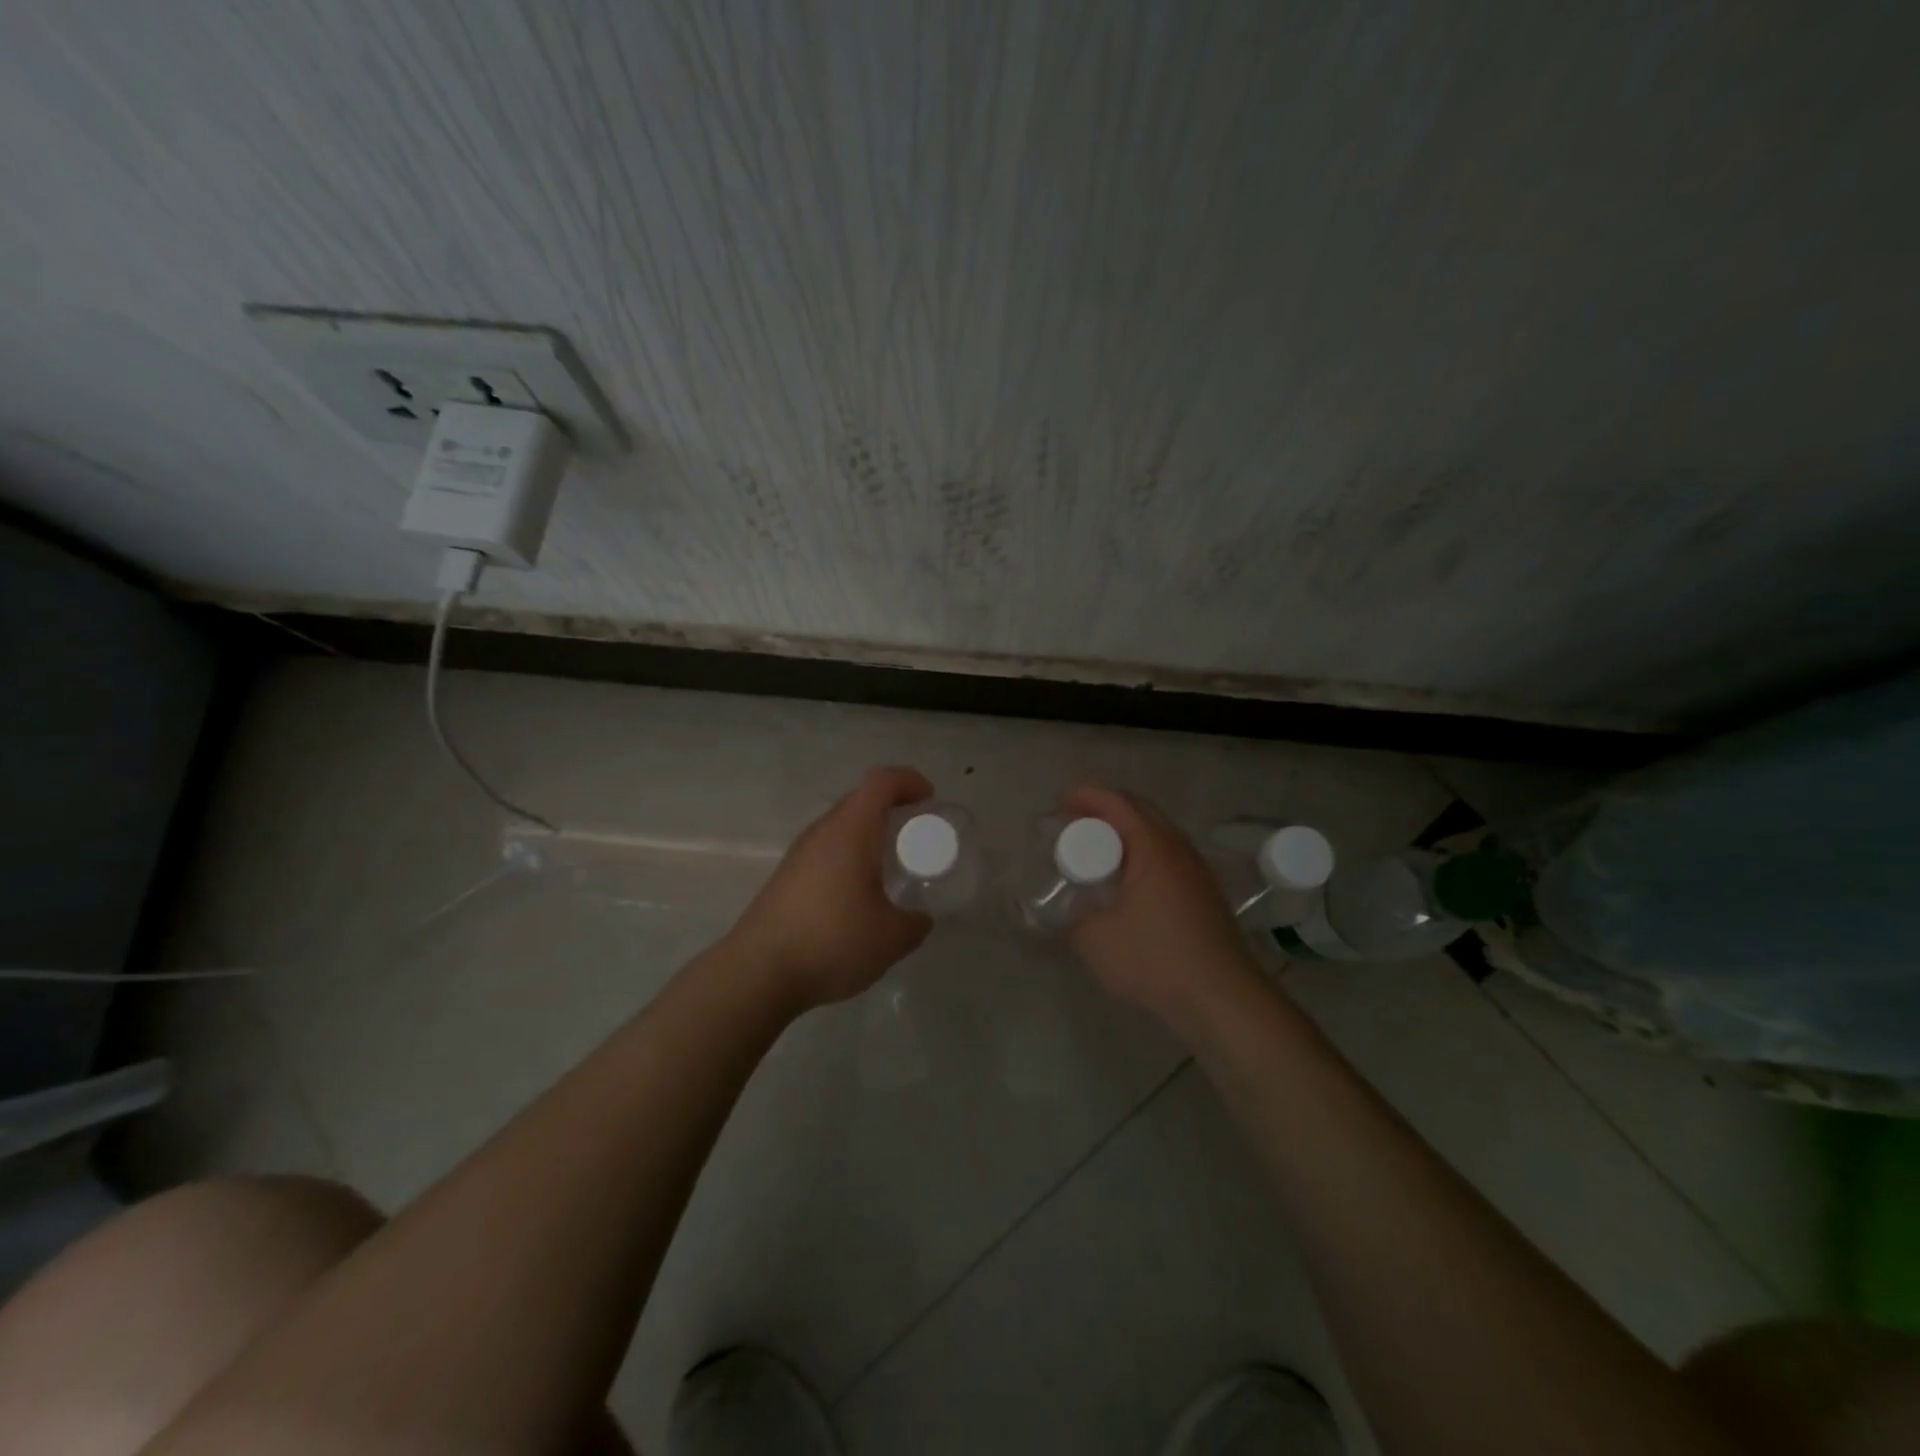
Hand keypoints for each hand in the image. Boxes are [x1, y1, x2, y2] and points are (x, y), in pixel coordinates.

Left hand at [728, 766, 935, 1009]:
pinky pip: (826, 852)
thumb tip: (920, 919)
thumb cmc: (832, 941)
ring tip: (890, 867)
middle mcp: (822, 832)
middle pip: (860, 801)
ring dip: (868, 836)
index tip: (930, 799)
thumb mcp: (891, 938)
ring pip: (840, 828)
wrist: (757, 973)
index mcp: (851, 830)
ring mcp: (798, 855)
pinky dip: (849, 859)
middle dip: (892, 809)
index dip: (909, 781)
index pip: (882, 782)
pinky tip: (858, 897)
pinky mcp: (785, 879)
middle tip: (916, 835)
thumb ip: (914, 924)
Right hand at [1060, 784, 1260, 1029]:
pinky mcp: (1206, 891)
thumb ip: (1070, 921)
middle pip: (1139, 810)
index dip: (1085, 796)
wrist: (1223, 999)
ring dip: (1126, 831)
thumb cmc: (1157, 961)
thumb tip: (1059, 913)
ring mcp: (1197, 869)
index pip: (1116, 802)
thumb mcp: (1096, 942)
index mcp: (1153, 848)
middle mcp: (1179, 848)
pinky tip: (1129, 882)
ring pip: (1158, 832)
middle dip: (1104, 809)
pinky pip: (1168, 854)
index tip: (1060, 805)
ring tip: (1098, 851)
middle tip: (1074, 824)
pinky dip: (1143, 852)